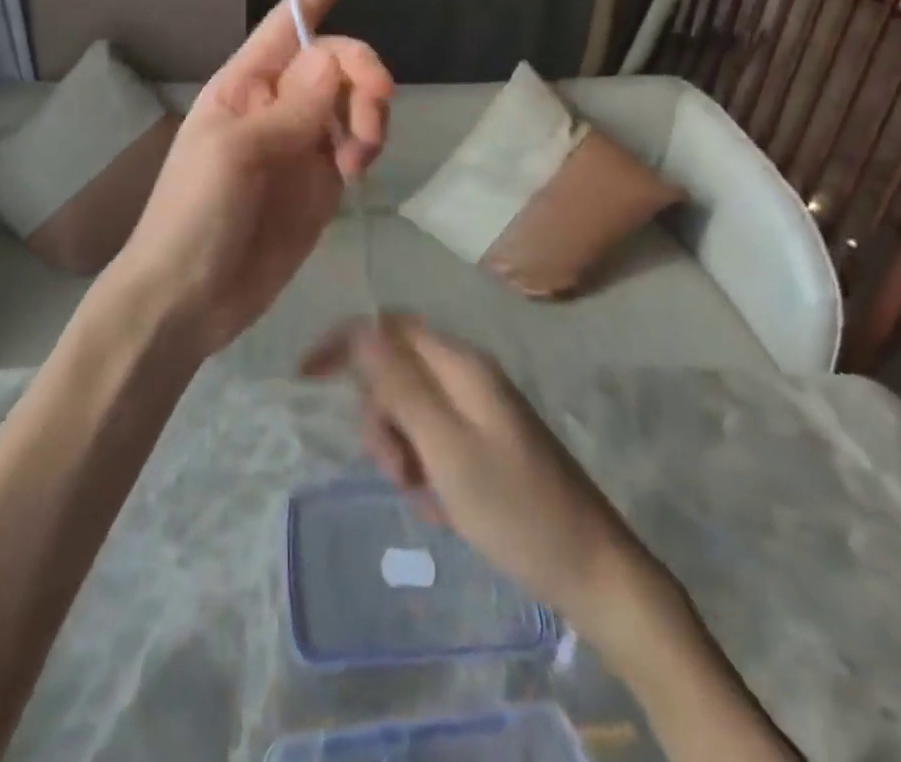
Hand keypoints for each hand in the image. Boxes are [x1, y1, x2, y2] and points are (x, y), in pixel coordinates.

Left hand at [114, 0, 392, 357]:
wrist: (190, 297)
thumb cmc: (194, 215)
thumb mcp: (236, 153)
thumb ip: (292, 108)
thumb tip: (336, 59)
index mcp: (245, 84)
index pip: (288, 23)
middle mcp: (278, 104)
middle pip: (339, 61)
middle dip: (364, 77)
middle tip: (370, 119)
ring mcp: (302, 143)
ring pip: (356, 102)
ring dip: (370, 117)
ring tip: (357, 160)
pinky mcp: (321, 182)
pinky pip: (358, 144)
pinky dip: (367, 148)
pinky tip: (356, 173)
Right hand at [300, 315, 642, 622]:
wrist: (594, 572)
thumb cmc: (516, 510)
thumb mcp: (447, 449)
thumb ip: (401, 386)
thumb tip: (361, 329)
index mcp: (461, 365)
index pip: (388, 328)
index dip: (345, 343)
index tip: (306, 376)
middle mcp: (468, 376)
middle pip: (396, 371)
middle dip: (380, 417)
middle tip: (395, 471)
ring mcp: (479, 409)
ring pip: (410, 409)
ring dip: (401, 449)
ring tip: (423, 496)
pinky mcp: (485, 441)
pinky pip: (433, 439)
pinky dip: (425, 468)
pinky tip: (442, 506)